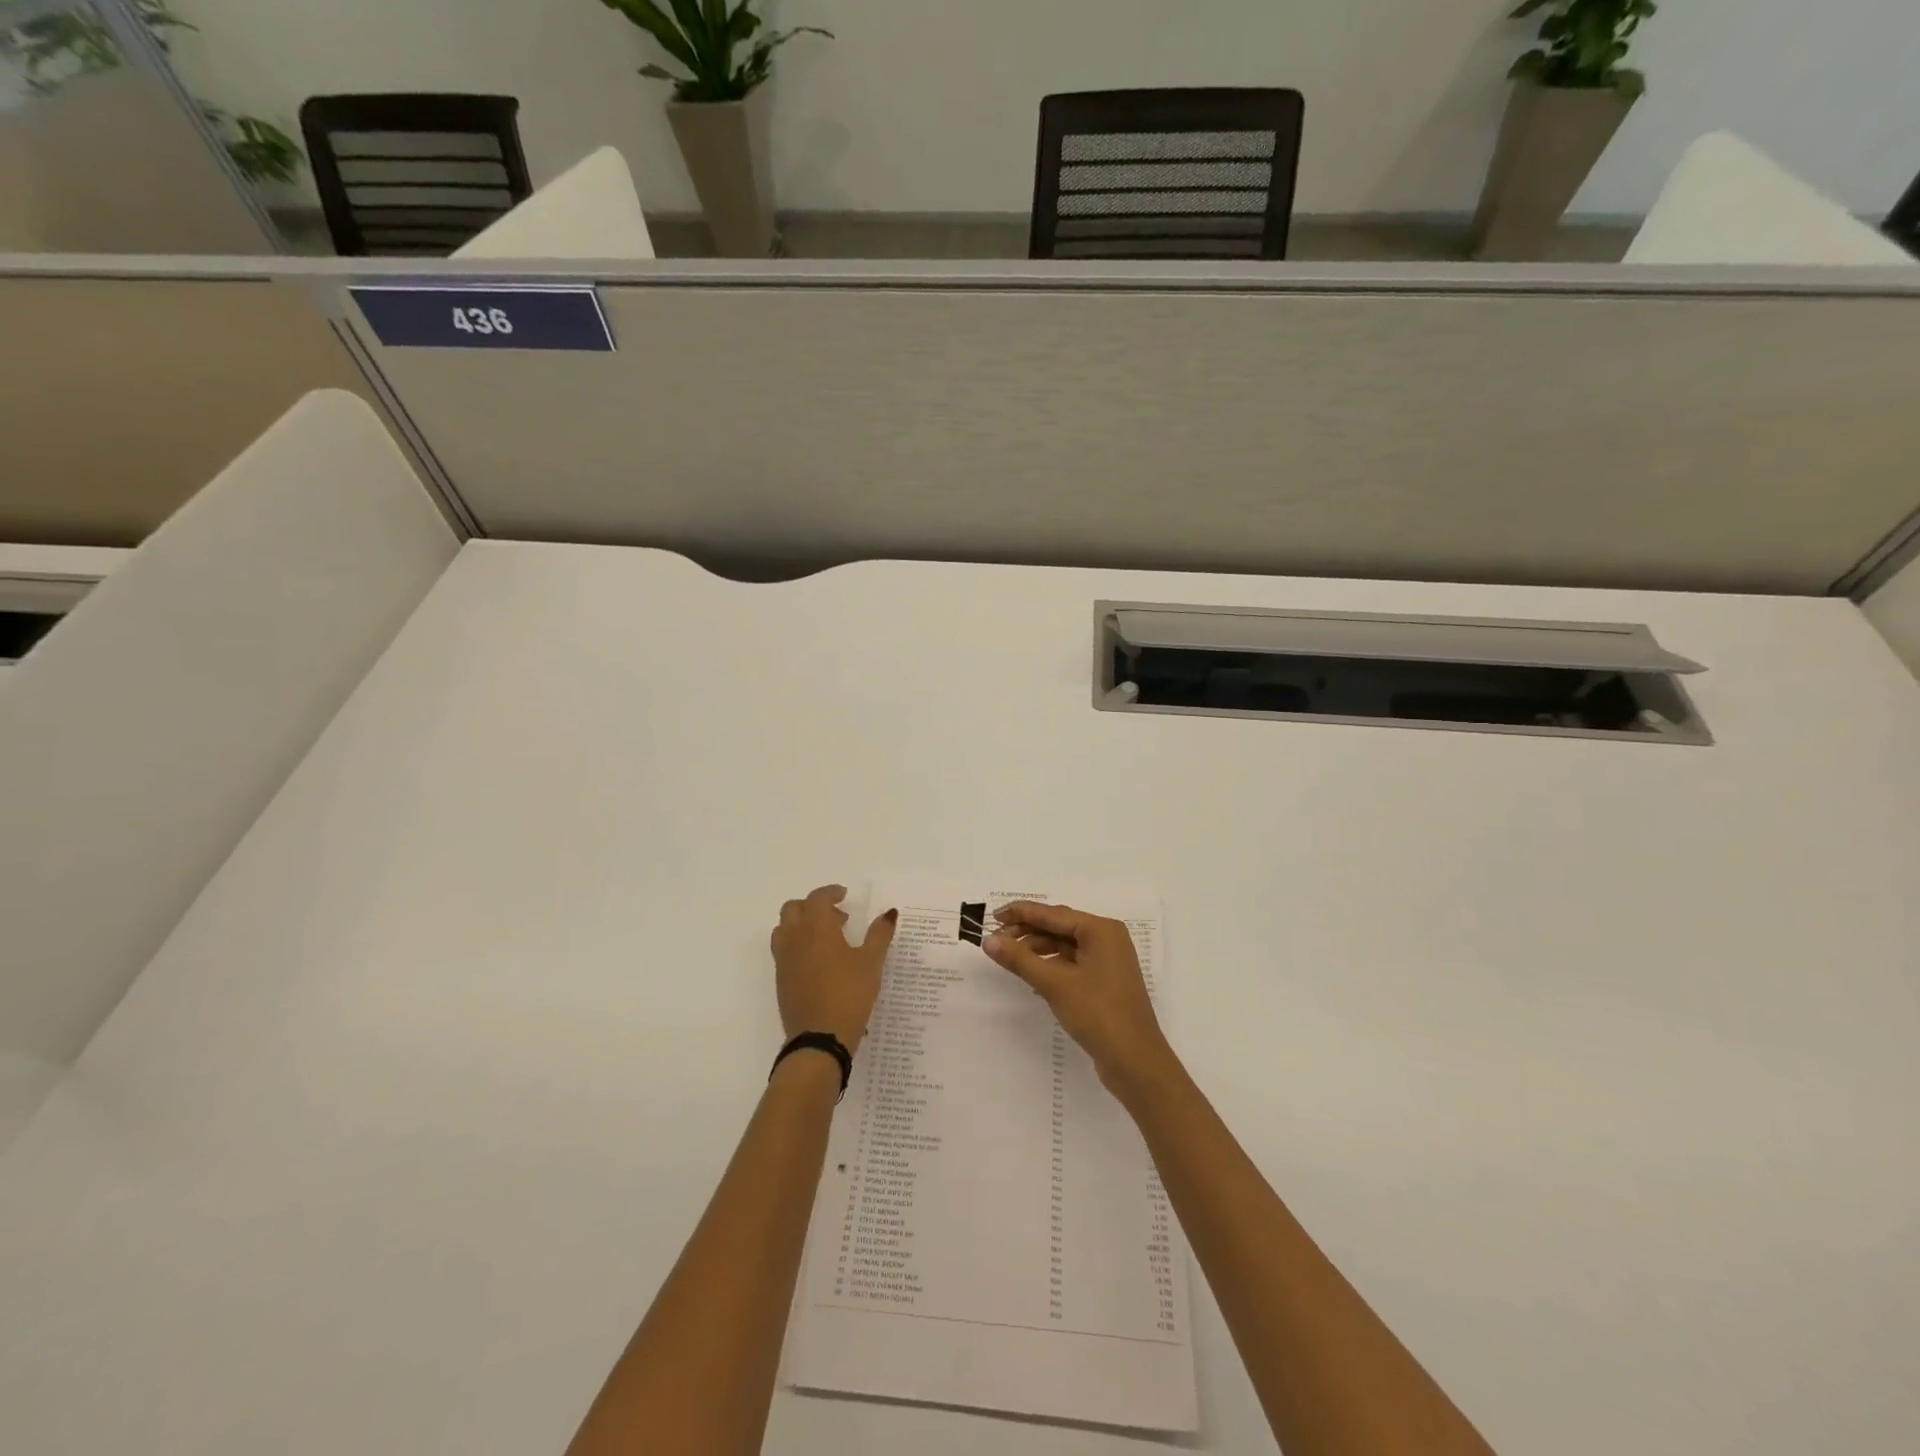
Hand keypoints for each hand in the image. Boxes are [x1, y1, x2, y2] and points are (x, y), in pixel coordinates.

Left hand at [771, 886, 896, 1050]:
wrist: (819, 1039)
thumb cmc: (849, 994)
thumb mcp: (871, 962)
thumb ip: (879, 934)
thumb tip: (889, 913)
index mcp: (816, 928)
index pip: (817, 898)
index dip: (830, 892)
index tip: (844, 895)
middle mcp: (794, 938)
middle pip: (793, 909)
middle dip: (812, 906)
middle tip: (836, 917)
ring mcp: (784, 960)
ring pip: (784, 929)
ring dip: (801, 925)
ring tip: (826, 939)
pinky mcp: (781, 980)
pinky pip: (784, 951)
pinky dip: (798, 945)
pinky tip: (819, 963)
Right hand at [985, 902, 1174, 1095]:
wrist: (1135, 1062)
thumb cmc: (1098, 1013)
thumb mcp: (1055, 984)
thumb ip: (1020, 959)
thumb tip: (988, 940)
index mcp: (1102, 930)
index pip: (1054, 914)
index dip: (1022, 913)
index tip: (993, 915)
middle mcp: (1107, 939)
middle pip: (1059, 927)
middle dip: (1027, 931)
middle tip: (995, 940)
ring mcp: (1107, 962)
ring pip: (1065, 946)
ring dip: (1037, 949)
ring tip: (1009, 958)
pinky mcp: (1104, 983)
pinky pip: (1071, 964)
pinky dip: (1050, 966)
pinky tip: (1031, 975)